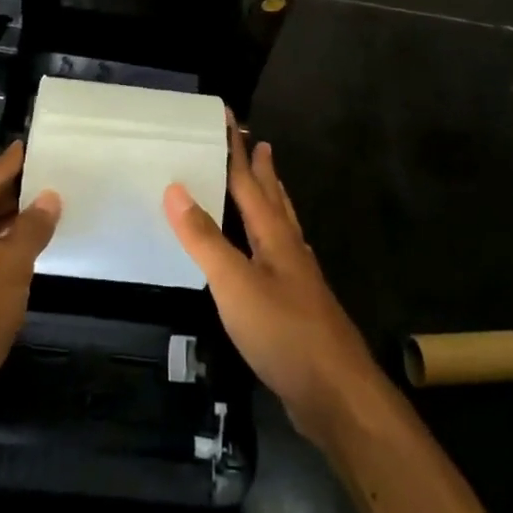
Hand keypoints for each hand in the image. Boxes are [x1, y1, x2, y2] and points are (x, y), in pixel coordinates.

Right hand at [165, 121, 378, 440]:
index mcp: (274, 235)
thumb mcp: (234, 283)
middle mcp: (289, 248)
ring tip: (270, 183)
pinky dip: (271, 238)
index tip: (230, 118)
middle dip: (262, 169)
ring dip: (272, 199)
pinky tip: (271, 251)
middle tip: (258, 142)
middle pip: (274, 198)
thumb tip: (176, 187)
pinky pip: (280, 255)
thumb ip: (204, 238)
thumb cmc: (283, 332)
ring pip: (282, 225)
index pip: (250, 181)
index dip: (237, 150)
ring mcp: (298, 278)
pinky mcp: (298, 306)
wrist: (336, 393)